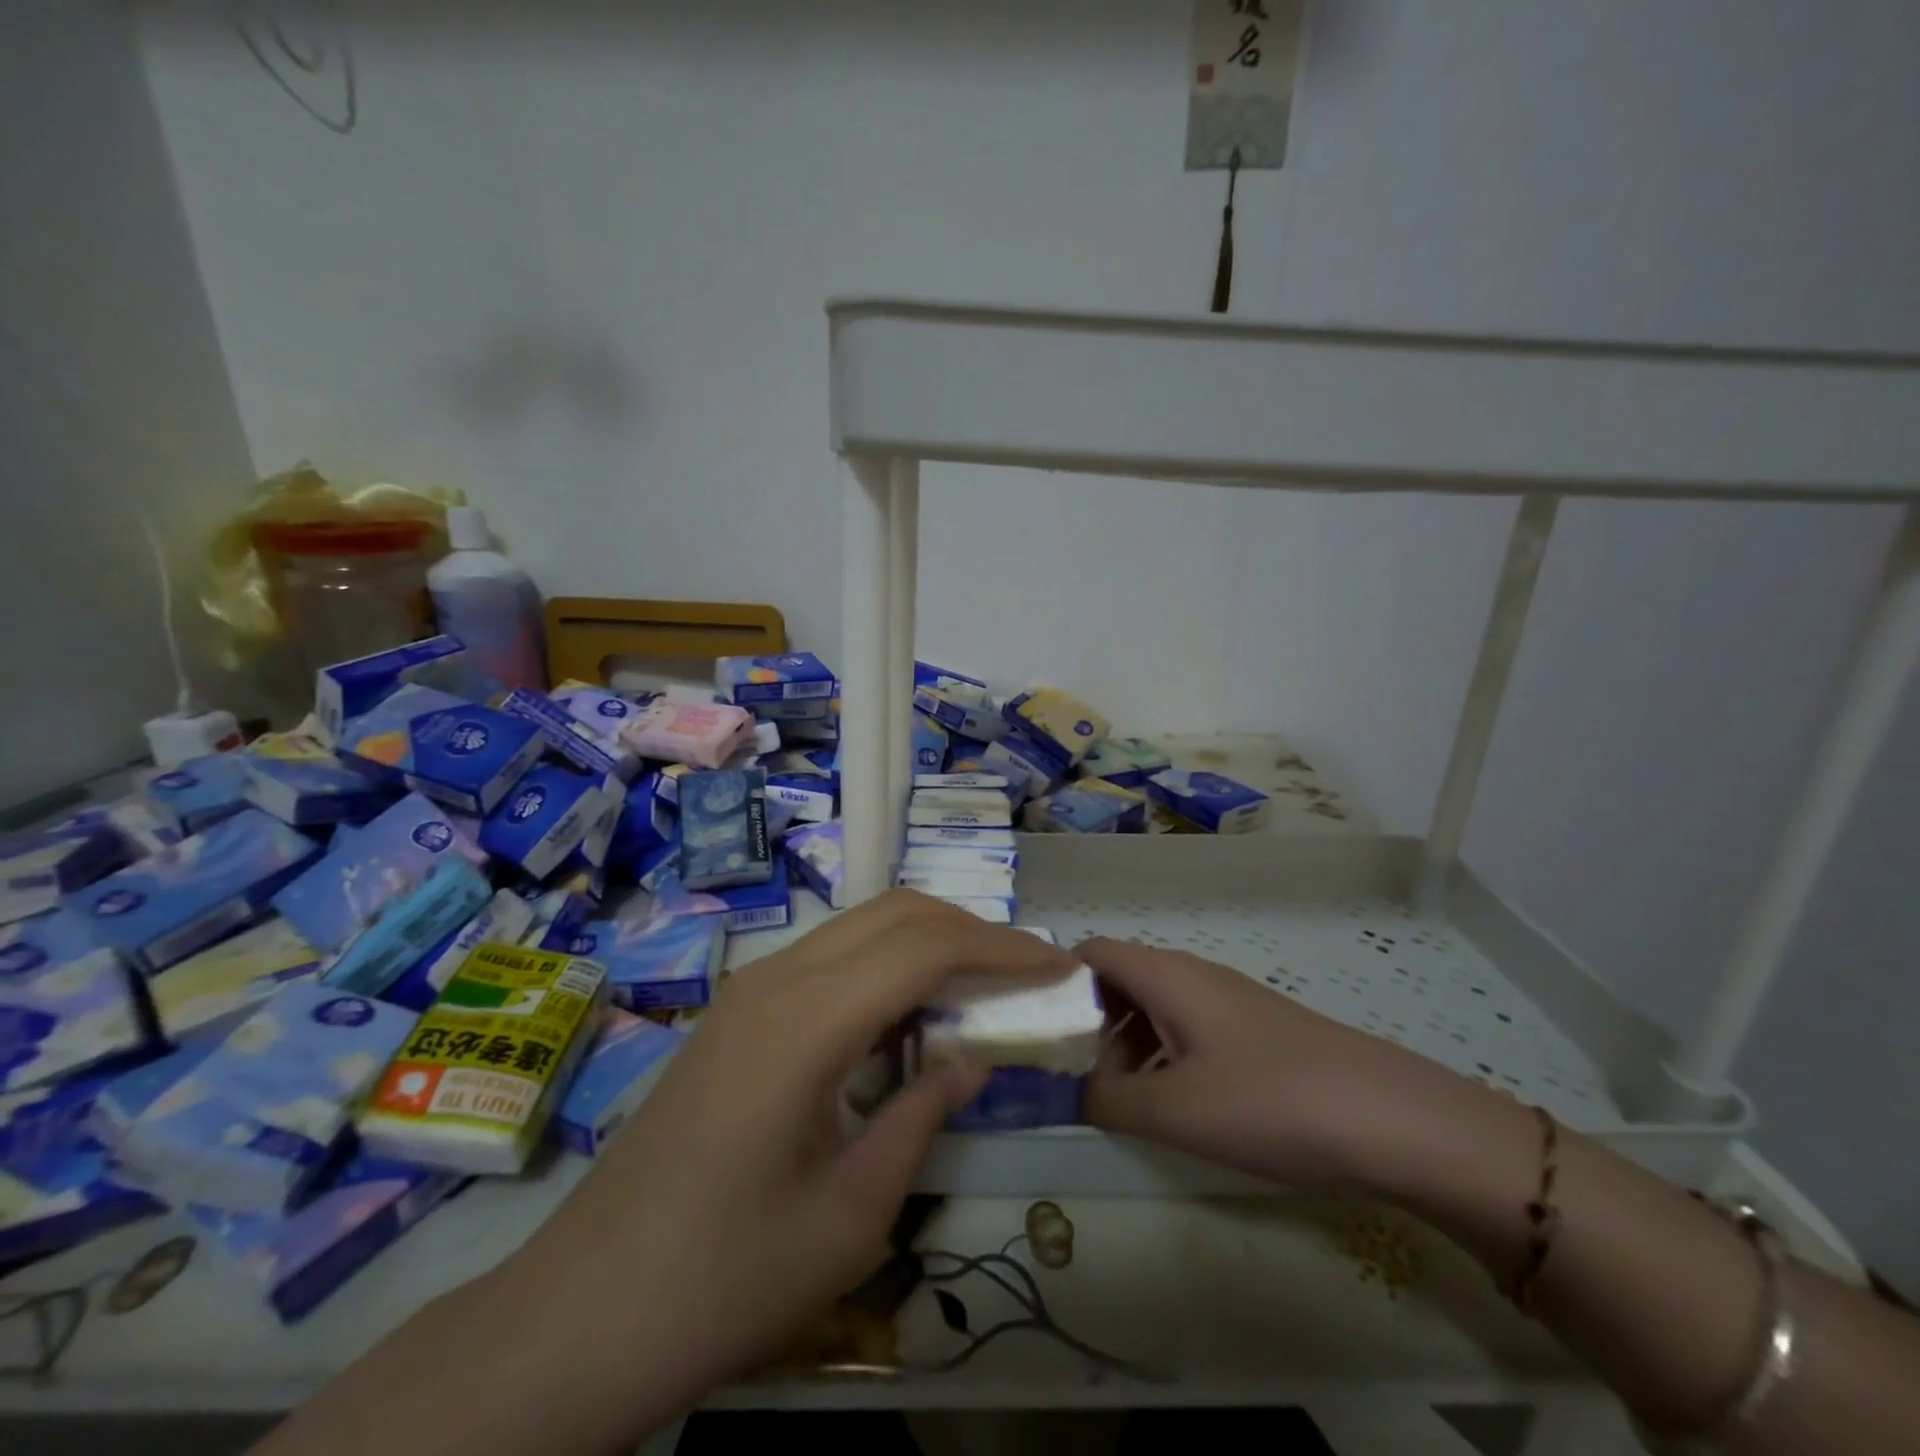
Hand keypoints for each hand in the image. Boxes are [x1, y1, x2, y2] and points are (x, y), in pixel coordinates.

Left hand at [493, 891, 1075, 1432]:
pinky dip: (886, 963)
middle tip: (1028, 970)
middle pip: (894, 913)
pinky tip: (910, 1012)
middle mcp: (776, 979)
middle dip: (971, 930)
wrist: (581, 1313)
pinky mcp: (737, 1010)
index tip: (1060, 966)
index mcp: (806, 1022)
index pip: (925, 948)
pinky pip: (830, 957)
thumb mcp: (850, 1216)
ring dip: (928, 941)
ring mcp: (749, 989)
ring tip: (983, 984)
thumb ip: (920, 1119)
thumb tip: (970, 1064)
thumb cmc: (723, 1279)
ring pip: (860, 926)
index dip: (1002, 949)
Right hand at [1081, 937, 1503, 1193]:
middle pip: (1119, 977)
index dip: (1056, 980)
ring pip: (1154, 1004)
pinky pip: (1188, 1026)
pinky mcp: (1255, 1029)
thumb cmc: (1268, 1100)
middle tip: (1068, 1070)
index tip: (1034, 1026)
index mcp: (1165, 975)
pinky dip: (1163, 1053)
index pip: (1091, 951)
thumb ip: (1106, 1099)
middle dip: (1087, 1019)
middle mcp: (1192, 974)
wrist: (1390, 1117)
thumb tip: (1063, 1092)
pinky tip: (1174, 1102)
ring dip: (1126, 1041)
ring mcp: (1227, 1000)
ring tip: (1117, 1095)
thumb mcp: (1174, 1110)